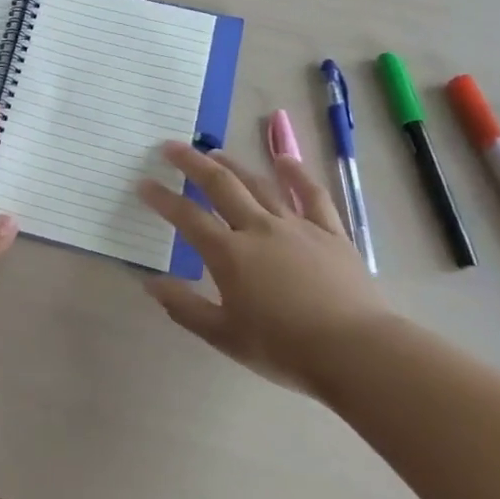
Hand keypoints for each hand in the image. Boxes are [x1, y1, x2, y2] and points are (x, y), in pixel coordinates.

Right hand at [138, 139, 390, 395]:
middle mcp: (258, 229)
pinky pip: (311, 195)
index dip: (162, 198)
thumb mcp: (224, 336)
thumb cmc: (284, 348)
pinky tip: (284, 159)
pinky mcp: (330, 232)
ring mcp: (296, 226)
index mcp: (229, 255)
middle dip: (192, 163)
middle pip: (220, 185)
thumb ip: (184, 307)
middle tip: (171, 146)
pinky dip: (296, 173)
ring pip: (259, 184)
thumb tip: (149, 282)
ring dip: (234, 165)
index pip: (187, 217)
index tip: (143, 183)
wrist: (356, 351)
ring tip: (215, 152)